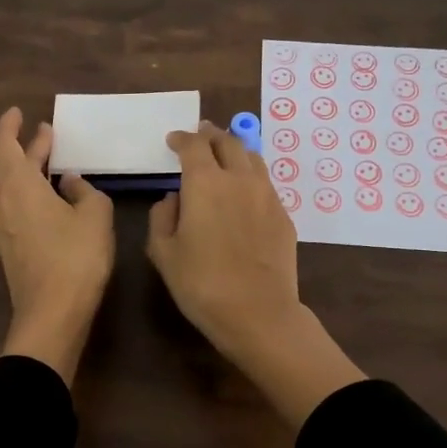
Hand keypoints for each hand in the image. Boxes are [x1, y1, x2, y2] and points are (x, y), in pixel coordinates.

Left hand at [0, 107, 114, 383]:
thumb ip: (85, 190)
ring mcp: (1, 227)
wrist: (52, 314)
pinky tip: (50, 200)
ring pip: (9, 188)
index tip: (19, 112)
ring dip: (27, 173)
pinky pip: (13, 209)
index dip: (9, 125)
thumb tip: (71, 183)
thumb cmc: (76, 257)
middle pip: (7, 165)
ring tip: (51, 166)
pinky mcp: (8, 249)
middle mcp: (1, 201)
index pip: (3, 143)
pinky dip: (28, 195)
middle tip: (48, 136)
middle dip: (28, 148)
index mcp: (18, 184)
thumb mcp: (95, 214)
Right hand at [147, 123, 364, 424]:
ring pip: (252, 158)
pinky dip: (251, 176)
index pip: (194, 145)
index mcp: (205, 182)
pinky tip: (244, 191)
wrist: (258, 312)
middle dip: (211, 135)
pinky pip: (265, 183)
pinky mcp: (284, 215)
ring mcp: (267, 195)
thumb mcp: (164, 252)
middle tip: (201, 136)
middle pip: (228, 142)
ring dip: (235, 150)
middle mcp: (239, 178)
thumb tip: (174, 198)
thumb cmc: (201, 283)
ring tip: (225, 154)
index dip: (182, 138)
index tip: (173, 140)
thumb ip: (162, 216)